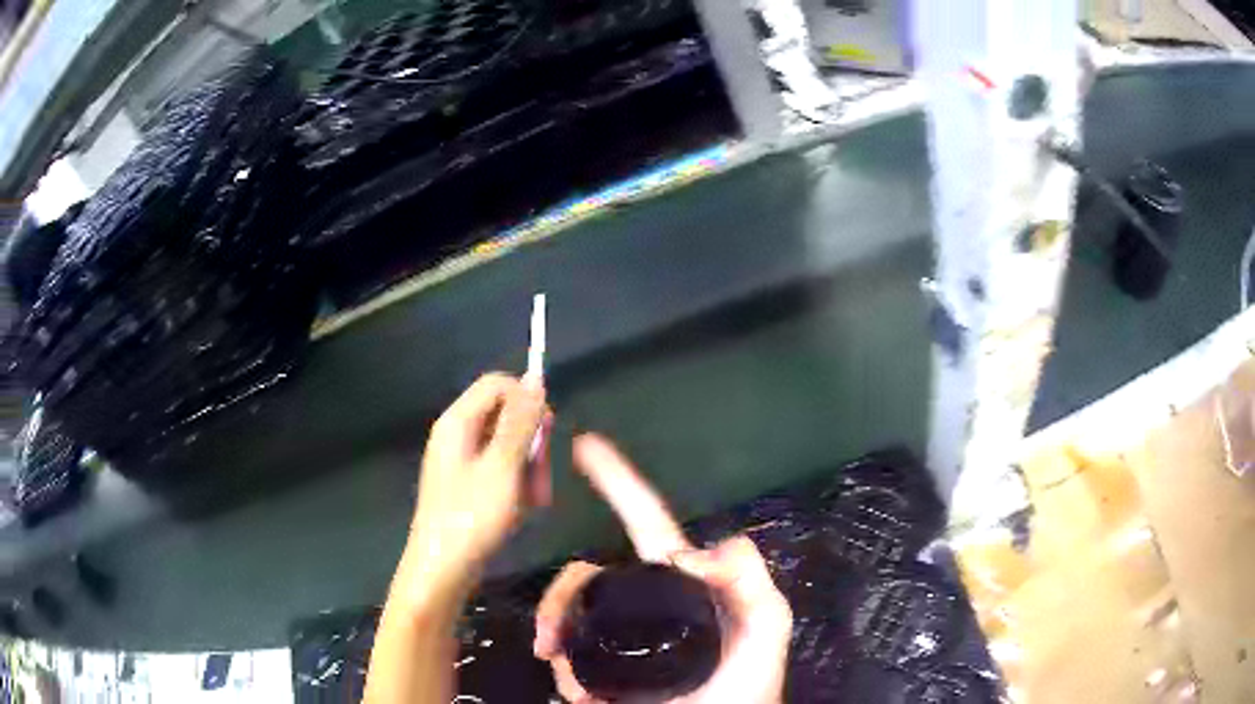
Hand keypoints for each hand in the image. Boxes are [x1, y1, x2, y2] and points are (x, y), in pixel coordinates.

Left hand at [403, 373, 552, 596]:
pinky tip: (520, 509)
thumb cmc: (472, 517)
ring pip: (508, 446)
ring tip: (532, 501)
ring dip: (528, 469)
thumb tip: (535, 378)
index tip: (547, 431)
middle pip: (505, 414)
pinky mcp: (467, 484)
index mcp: (458, 422)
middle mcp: (457, 434)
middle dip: (531, 443)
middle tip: (540, 478)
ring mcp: (461, 461)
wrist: (443, 569)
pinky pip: (500, 469)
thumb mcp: (503, 467)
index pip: (498, 384)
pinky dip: (516, 485)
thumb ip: (520, 422)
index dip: (527, 400)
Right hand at [532, 434, 791, 703]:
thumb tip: (688, 554)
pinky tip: (578, 692)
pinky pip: (567, 655)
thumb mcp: (766, 630)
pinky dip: (563, 669)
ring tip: (557, 663)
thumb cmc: (746, 688)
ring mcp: (621, 639)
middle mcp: (645, 605)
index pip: (647, 525)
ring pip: (569, 612)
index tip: (585, 446)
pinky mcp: (602, 670)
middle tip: (547, 634)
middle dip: (561, 594)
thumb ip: (750, 582)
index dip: (620, 483)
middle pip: (588, 575)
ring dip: (554, 631)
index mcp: (681, 586)